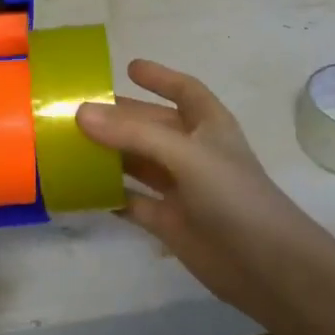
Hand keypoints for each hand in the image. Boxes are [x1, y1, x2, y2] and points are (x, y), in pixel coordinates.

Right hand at [77, 60, 334, 323]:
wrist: (265, 266)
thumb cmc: (232, 196)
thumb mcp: (185, 155)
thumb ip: (133, 133)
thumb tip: (81, 112)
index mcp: (209, 126)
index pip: (185, 90)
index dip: (160, 77)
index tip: (129, 67)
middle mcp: (194, 152)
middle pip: (151, 126)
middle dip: (120, 117)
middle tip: (77, 109)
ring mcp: (181, 188)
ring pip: (138, 162)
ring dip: (109, 154)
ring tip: (69, 144)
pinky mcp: (169, 221)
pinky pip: (132, 201)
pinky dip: (109, 195)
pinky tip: (80, 189)